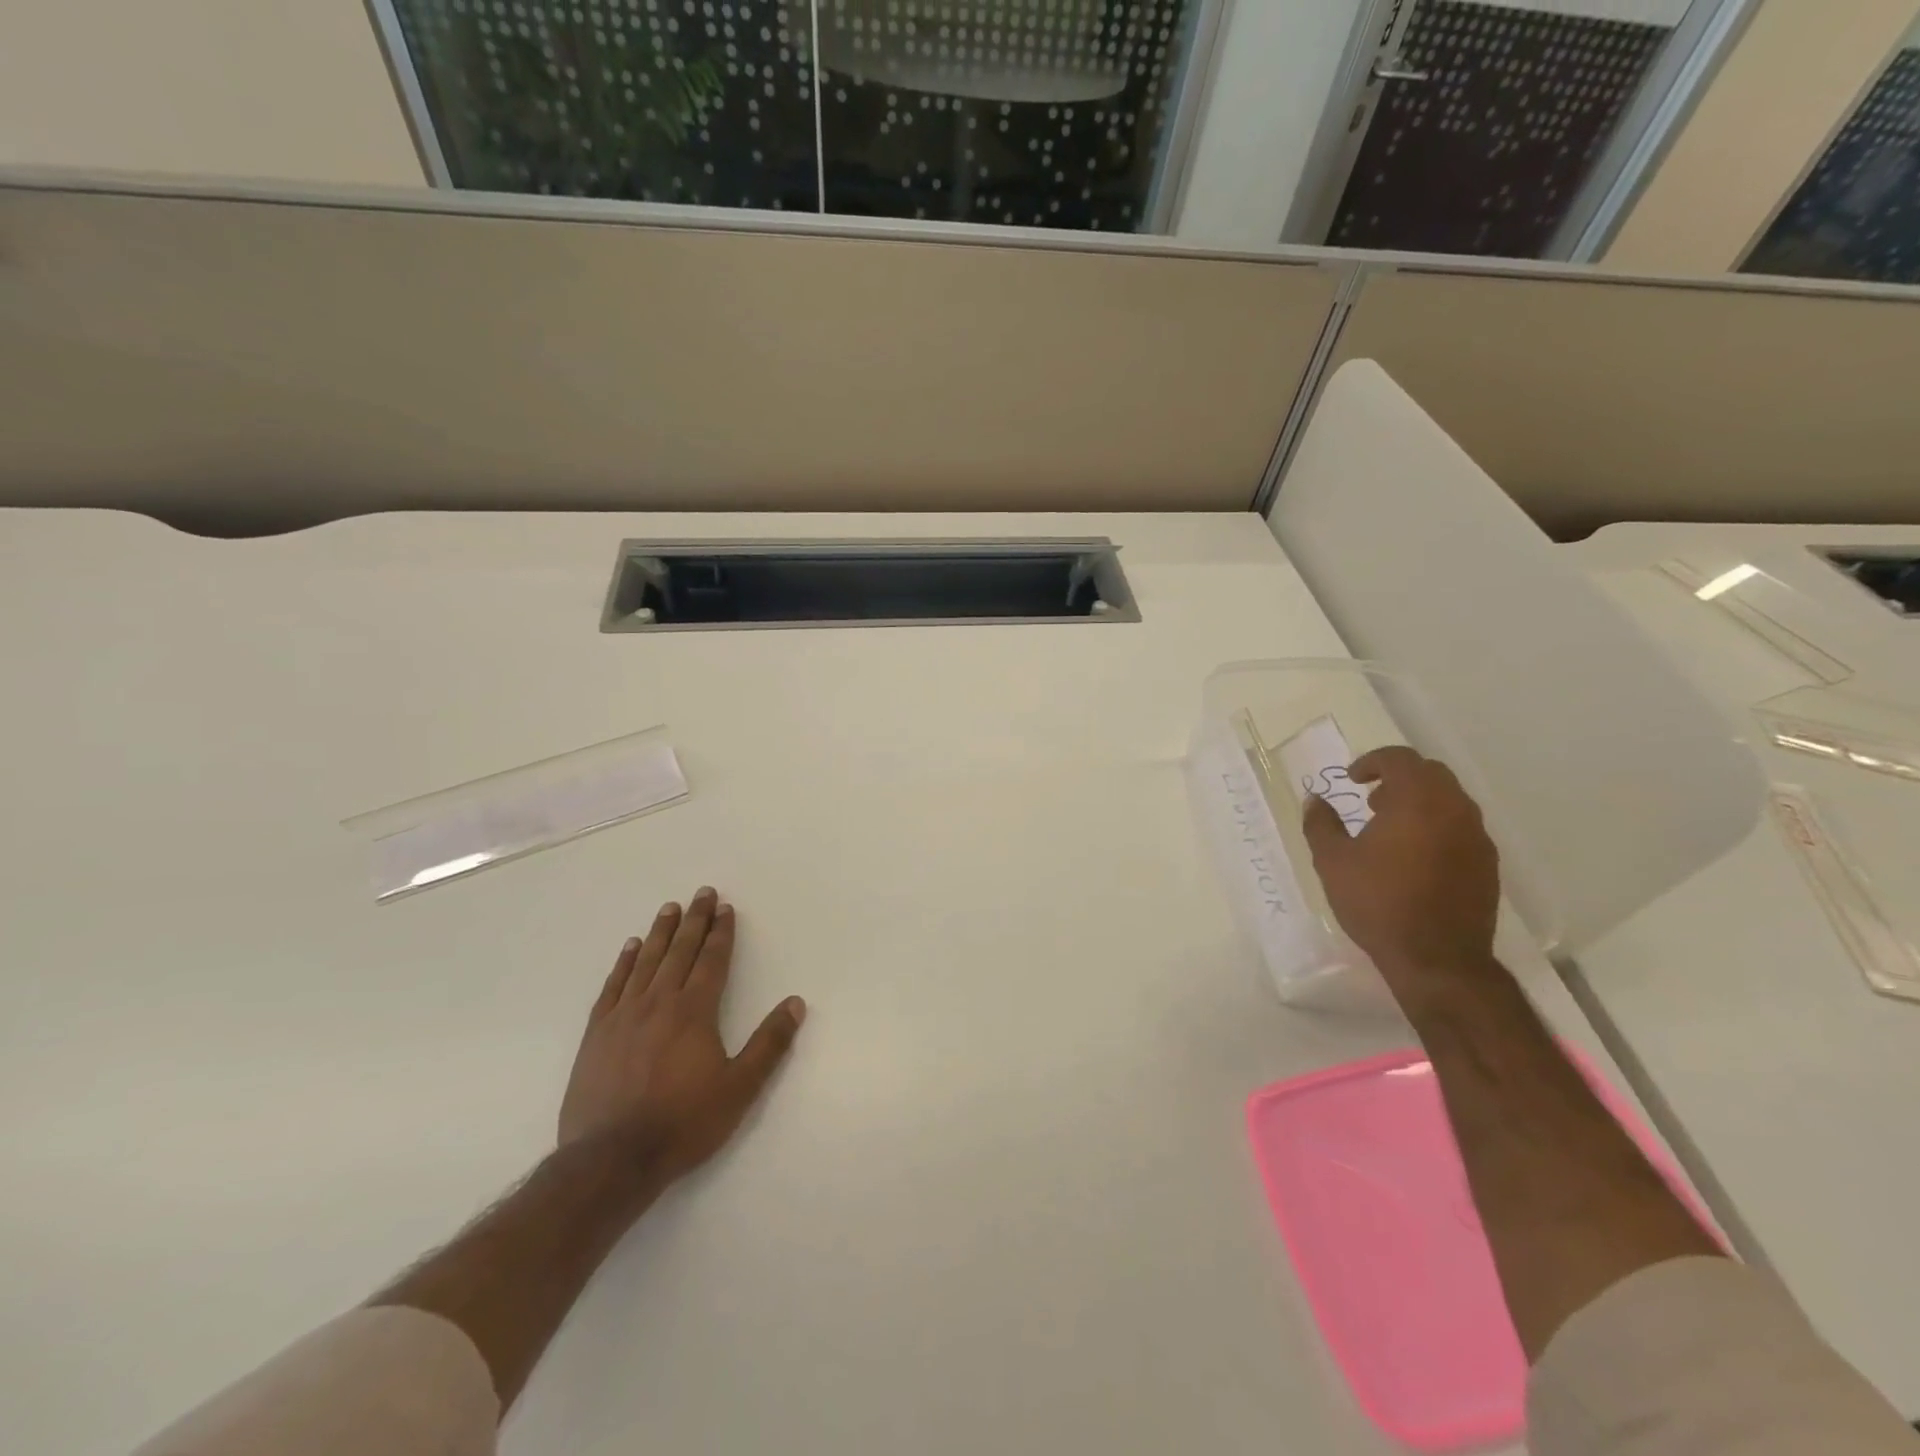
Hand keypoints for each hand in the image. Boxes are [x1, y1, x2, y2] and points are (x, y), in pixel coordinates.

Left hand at [559, 888, 805, 1179]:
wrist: (610, 1160)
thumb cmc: (683, 1123)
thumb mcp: (739, 1088)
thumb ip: (769, 1044)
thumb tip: (796, 1003)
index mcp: (694, 1011)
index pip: (712, 960)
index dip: (721, 932)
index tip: (725, 908)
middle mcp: (659, 1002)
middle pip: (680, 951)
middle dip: (694, 920)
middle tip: (702, 893)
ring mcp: (624, 1015)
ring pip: (646, 961)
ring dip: (661, 932)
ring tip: (670, 908)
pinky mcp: (597, 1033)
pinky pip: (613, 986)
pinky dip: (624, 962)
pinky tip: (630, 947)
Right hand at [1301, 746, 1500, 997]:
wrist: (1438, 959)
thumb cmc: (1378, 903)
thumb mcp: (1333, 861)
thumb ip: (1321, 824)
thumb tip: (1314, 800)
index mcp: (1418, 801)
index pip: (1400, 759)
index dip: (1372, 762)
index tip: (1352, 779)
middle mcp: (1455, 810)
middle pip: (1431, 773)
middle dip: (1399, 778)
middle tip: (1372, 800)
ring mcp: (1477, 838)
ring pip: (1450, 800)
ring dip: (1419, 802)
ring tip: (1390, 829)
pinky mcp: (1487, 864)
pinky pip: (1461, 828)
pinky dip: (1436, 826)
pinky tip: (1414, 857)